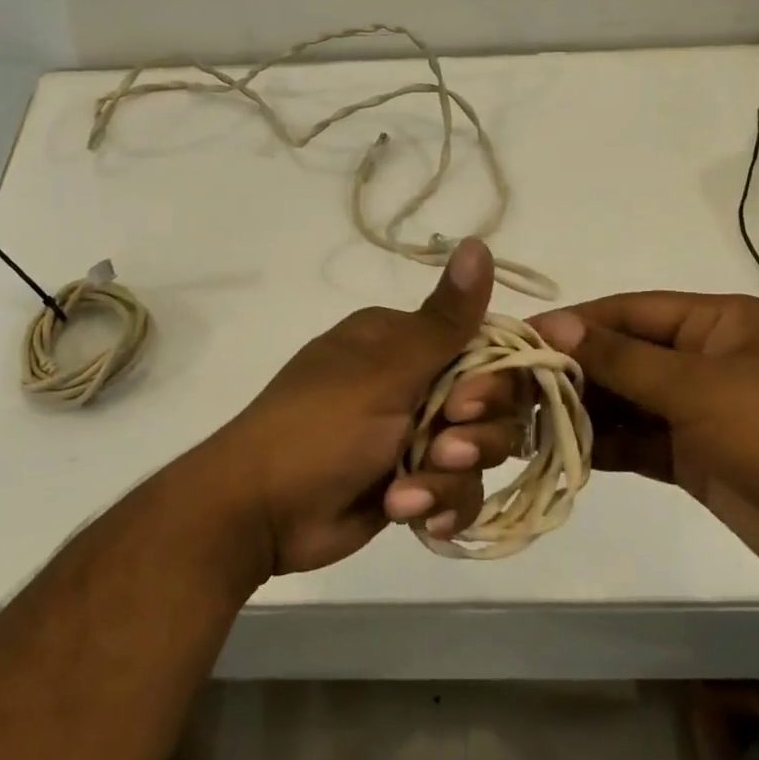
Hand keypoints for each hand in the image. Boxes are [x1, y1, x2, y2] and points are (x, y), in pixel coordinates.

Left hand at [204, 238, 526, 575]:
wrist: (261, 512)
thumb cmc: (320, 427)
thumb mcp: (386, 371)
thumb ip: (445, 320)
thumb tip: (478, 243)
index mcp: (405, 341)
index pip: (485, 345)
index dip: (497, 378)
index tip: (471, 403)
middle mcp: (415, 381)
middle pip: (492, 404)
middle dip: (475, 435)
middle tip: (443, 448)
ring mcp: (414, 434)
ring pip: (480, 452)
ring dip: (450, 477)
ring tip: (407, 494)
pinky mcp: (412, 481)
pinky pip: (458, 490)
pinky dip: (441, 505)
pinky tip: (412, 516)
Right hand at [530, 293, 758, 591]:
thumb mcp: (699, 386)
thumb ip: (621, 359)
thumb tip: (552, 325)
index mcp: (712, 323)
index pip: (626, 312)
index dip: (573, 324)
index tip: (517, 340)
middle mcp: (700, 360)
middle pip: (620, 357)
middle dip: (570, 371)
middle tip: (510, 388)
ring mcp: (697, 411)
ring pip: (623, 402)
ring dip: (580, 410)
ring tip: (523, 421)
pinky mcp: (693, 457)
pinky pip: (635, 442)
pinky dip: (601, 444)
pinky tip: (558, 449)